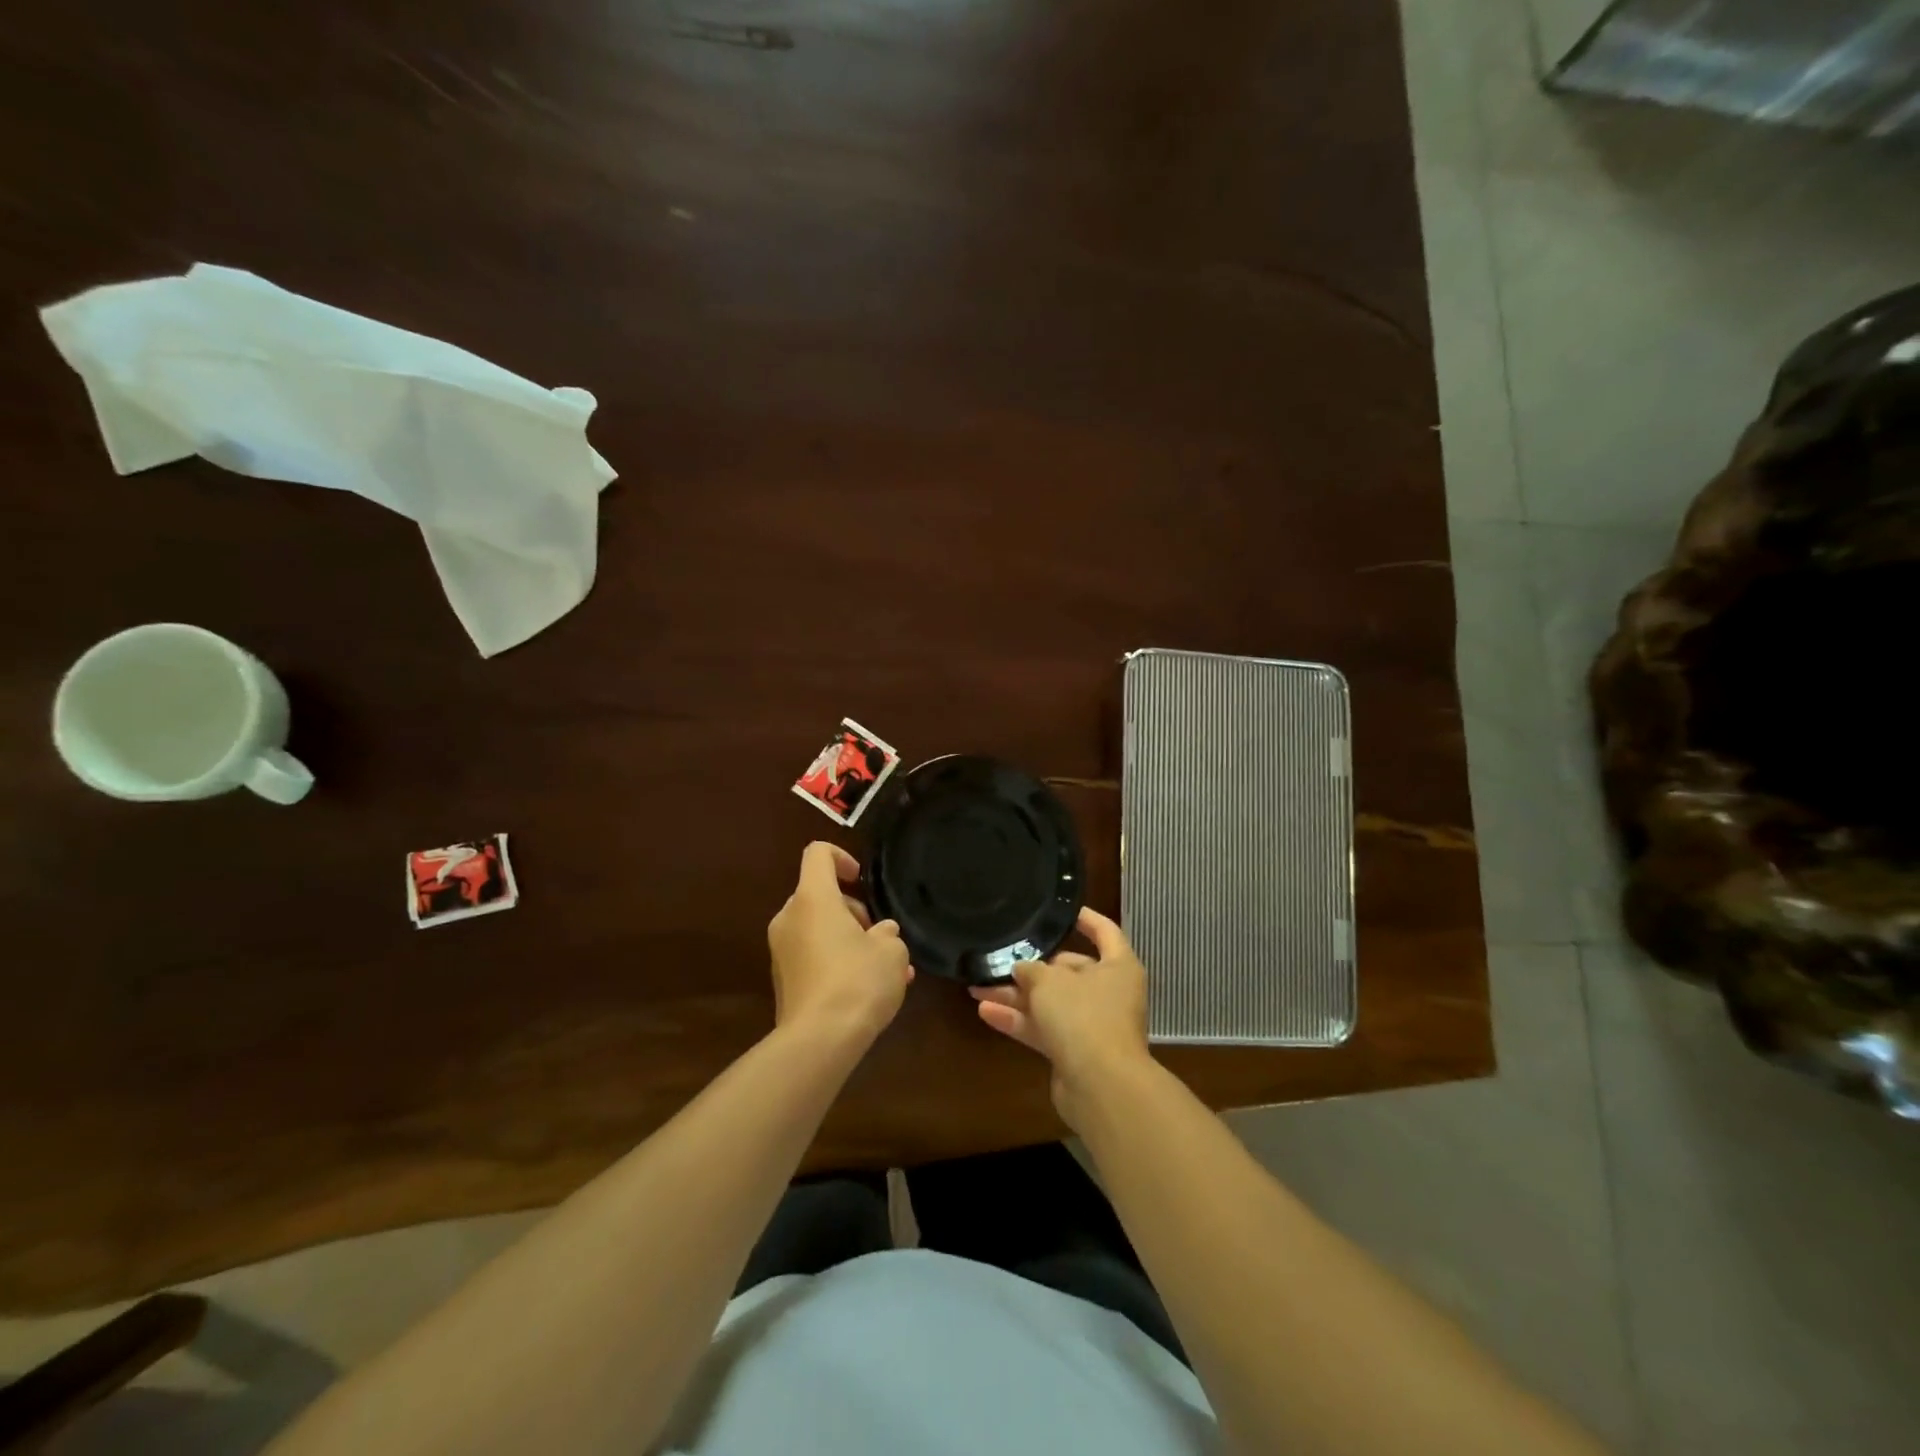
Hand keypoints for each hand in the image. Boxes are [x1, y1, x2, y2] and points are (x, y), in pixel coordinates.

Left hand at [768, 842, 913, 1045]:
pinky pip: (813, 957)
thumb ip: (888, 934)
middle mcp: (790, 918)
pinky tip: (867, 989)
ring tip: (885, 969)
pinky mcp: (783, 981)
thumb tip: (881, 934)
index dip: (842, 858)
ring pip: (818, 929)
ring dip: (849, 939)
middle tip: (881, 937)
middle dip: (853, 911)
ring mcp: (781, 951)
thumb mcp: (891, 952)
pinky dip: (837, 962)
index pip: (818, 854)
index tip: (862, 881)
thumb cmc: (858, 981)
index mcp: (813, 898)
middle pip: (820, 895)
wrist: (819, 1041)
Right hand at [970, 906, 1151, 1122]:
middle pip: (1070, 970)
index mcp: (1118, 966)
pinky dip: (1019, 1021)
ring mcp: (1093, 1025)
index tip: (1060, 910)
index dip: (1084, 918)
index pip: (1104, 931)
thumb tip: (1021, 968)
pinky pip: (1044, 1029)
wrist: (1101, 1086)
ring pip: (1051, 1002)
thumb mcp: (1050, 982)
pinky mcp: (1075, 1052)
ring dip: (1017, 996)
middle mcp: (1109, 993)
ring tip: (978, 986)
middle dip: (1033, 967)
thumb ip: (1031, 970)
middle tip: (1001, 959)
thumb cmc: (1083, 1016)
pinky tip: (985, 1012)